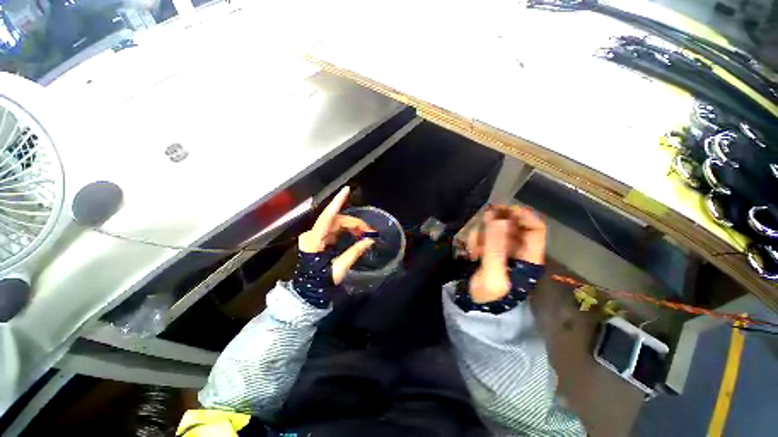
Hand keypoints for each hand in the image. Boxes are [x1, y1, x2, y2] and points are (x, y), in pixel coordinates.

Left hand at [298, 186, 375, 284]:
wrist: (309, 289)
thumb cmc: (322, 280)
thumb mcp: (340, 267)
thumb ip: (355, 251)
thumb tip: (370, 240)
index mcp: (314, 240)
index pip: (327, 216)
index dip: (337, 202)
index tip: (346, 190)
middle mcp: (312, 233)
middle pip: (336, 220)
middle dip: (354, 223)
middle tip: (369, 231)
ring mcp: (315, 235)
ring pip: (336, 223)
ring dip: (351, 226)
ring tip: (365, 233)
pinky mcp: (318, 238)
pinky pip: (334, 229)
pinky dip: (346, 230)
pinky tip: (356, 234)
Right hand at [465, 206, 546, 301]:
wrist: (475, 307)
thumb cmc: (489, 296)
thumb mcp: (494, 275)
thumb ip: (495, 248)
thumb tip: (499, 219)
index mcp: (529, 257)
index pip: (535, 228)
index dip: (523, 215)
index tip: (502, 209)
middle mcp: (518, 250)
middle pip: (512, 225)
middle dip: (495, 224)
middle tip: (481, 225)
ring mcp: (502, 249)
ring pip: (495, 229)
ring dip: (482, 235)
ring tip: (474, 251)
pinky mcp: (489, 250)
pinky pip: (483, 236)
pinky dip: (476, 240)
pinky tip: (471, 253)